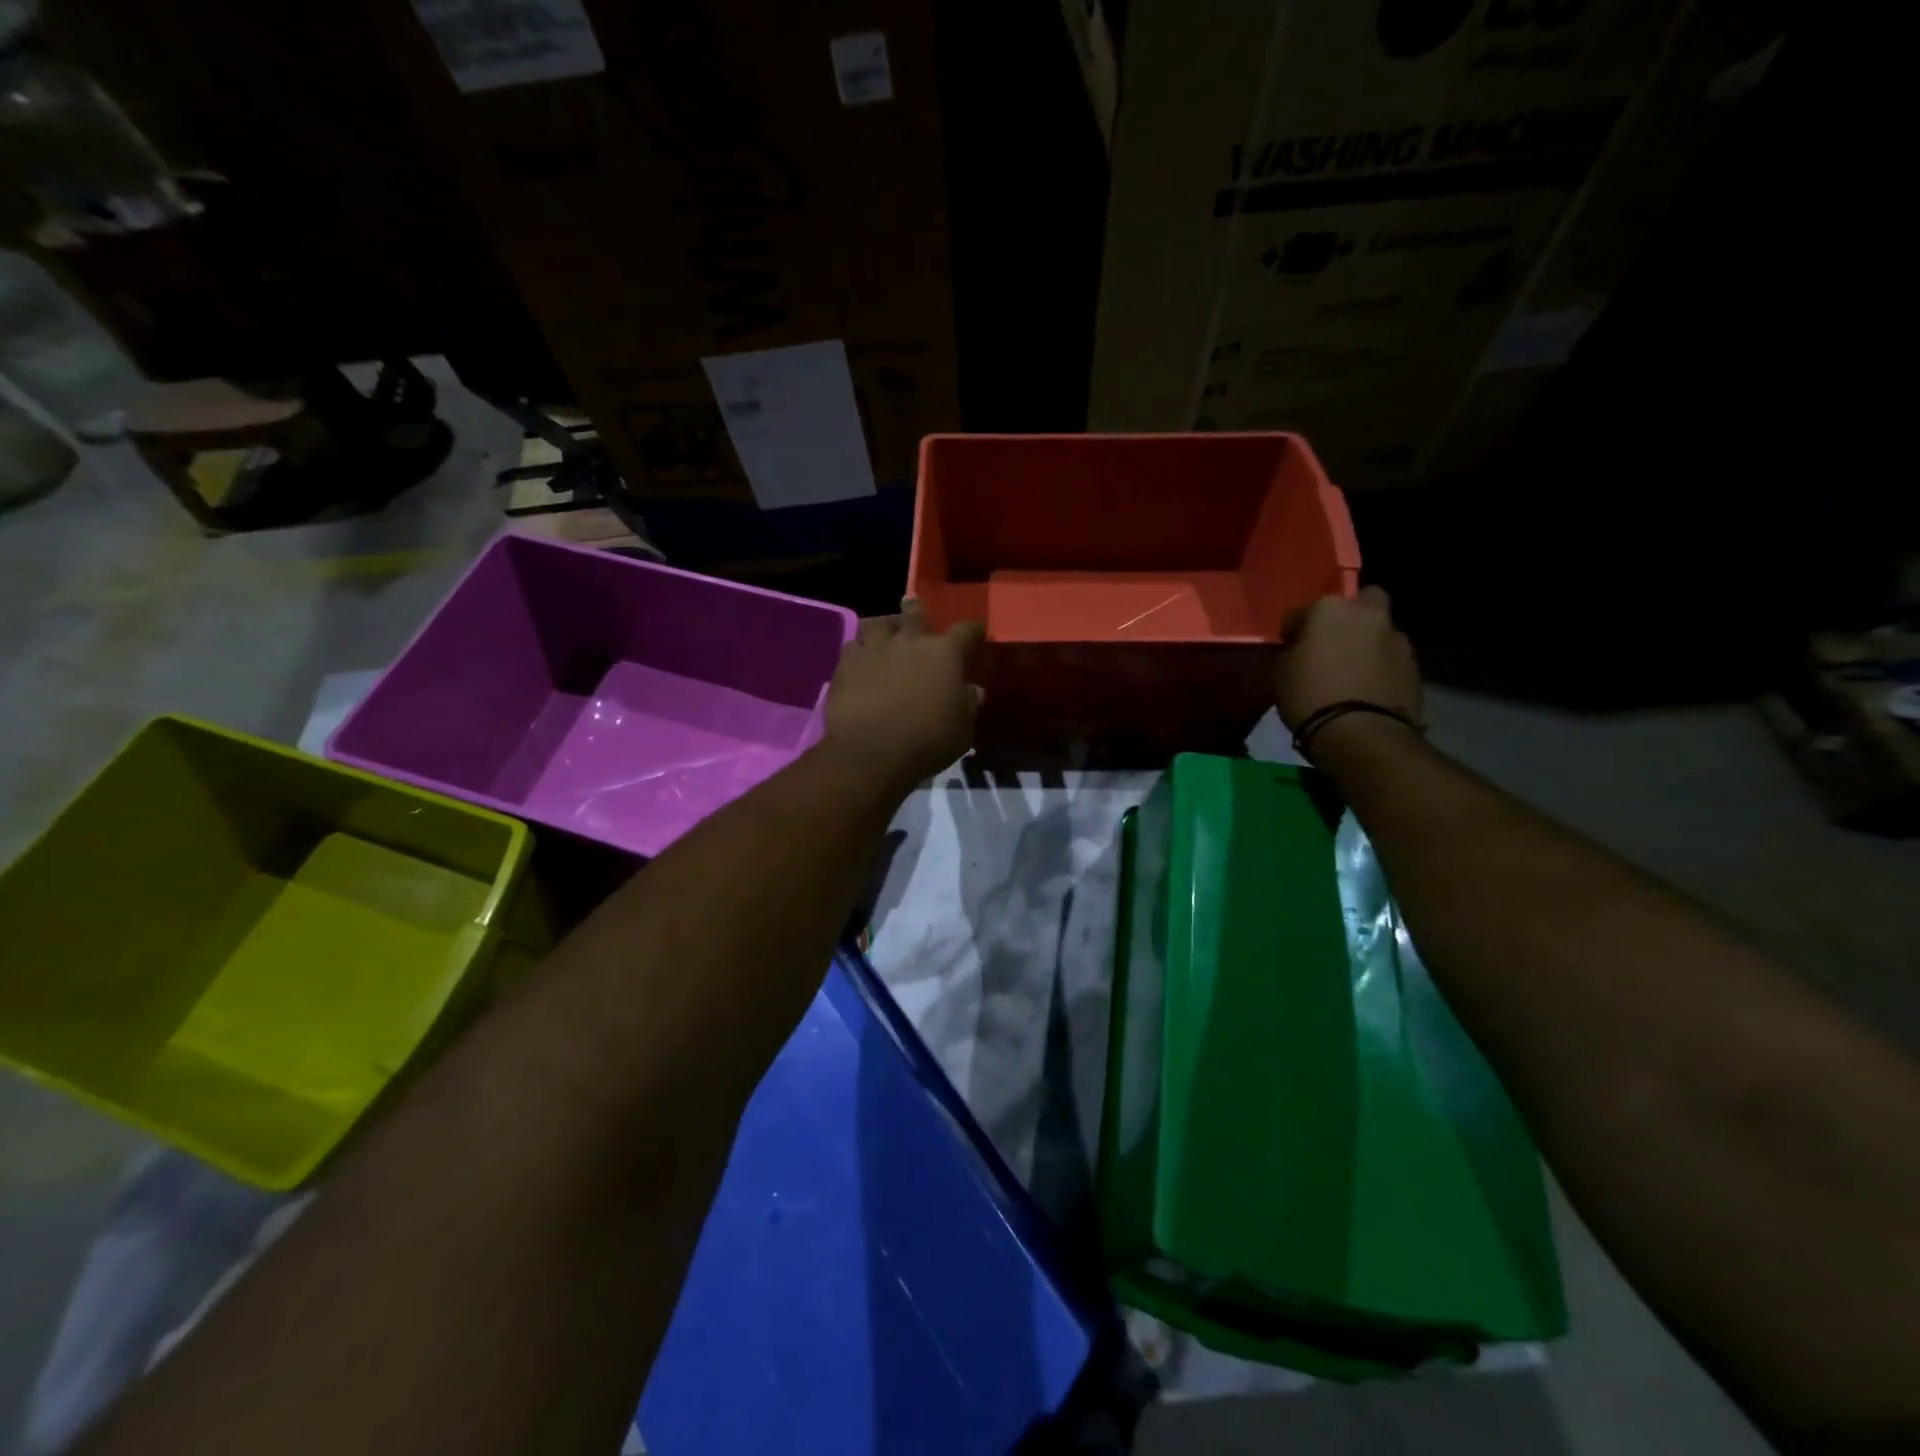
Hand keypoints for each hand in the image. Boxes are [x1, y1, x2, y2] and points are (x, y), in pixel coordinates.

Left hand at [822, 607, 983, 787]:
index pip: (966, 631)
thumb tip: (973, 690)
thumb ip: (968, 705)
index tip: (975, 633)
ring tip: (885, 634)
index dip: (973, 631)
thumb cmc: (926, 742)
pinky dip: (860, 648)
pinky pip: (854, 645)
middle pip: (915, 614)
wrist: (870, 751)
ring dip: (885, 627)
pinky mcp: (846, 663)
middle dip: (918, 613)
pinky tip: (861, 658)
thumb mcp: (962, 731)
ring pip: (879, 623)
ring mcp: (875, 648)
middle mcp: (910, 641)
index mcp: (945, 654)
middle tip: (916, 613)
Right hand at [1274, 586, 1422, 732]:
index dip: (1293, 631)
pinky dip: (1380, 667)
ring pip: (1379, 631)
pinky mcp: (1415, 666)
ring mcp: (1397, 638)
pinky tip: (1368, 688)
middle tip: (1333, 643)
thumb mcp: (1282, 673)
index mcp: (1329, 609)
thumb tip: (1302, 650)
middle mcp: (1367, 614)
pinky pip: (1390, 659)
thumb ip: (1293, 652)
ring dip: (1367, 643)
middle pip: (1361, 602)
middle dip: (1349, 616)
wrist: (1361, 733)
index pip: (1301, 612)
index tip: (1290, 647)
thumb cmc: (1310, 697)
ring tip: (1352, 672)